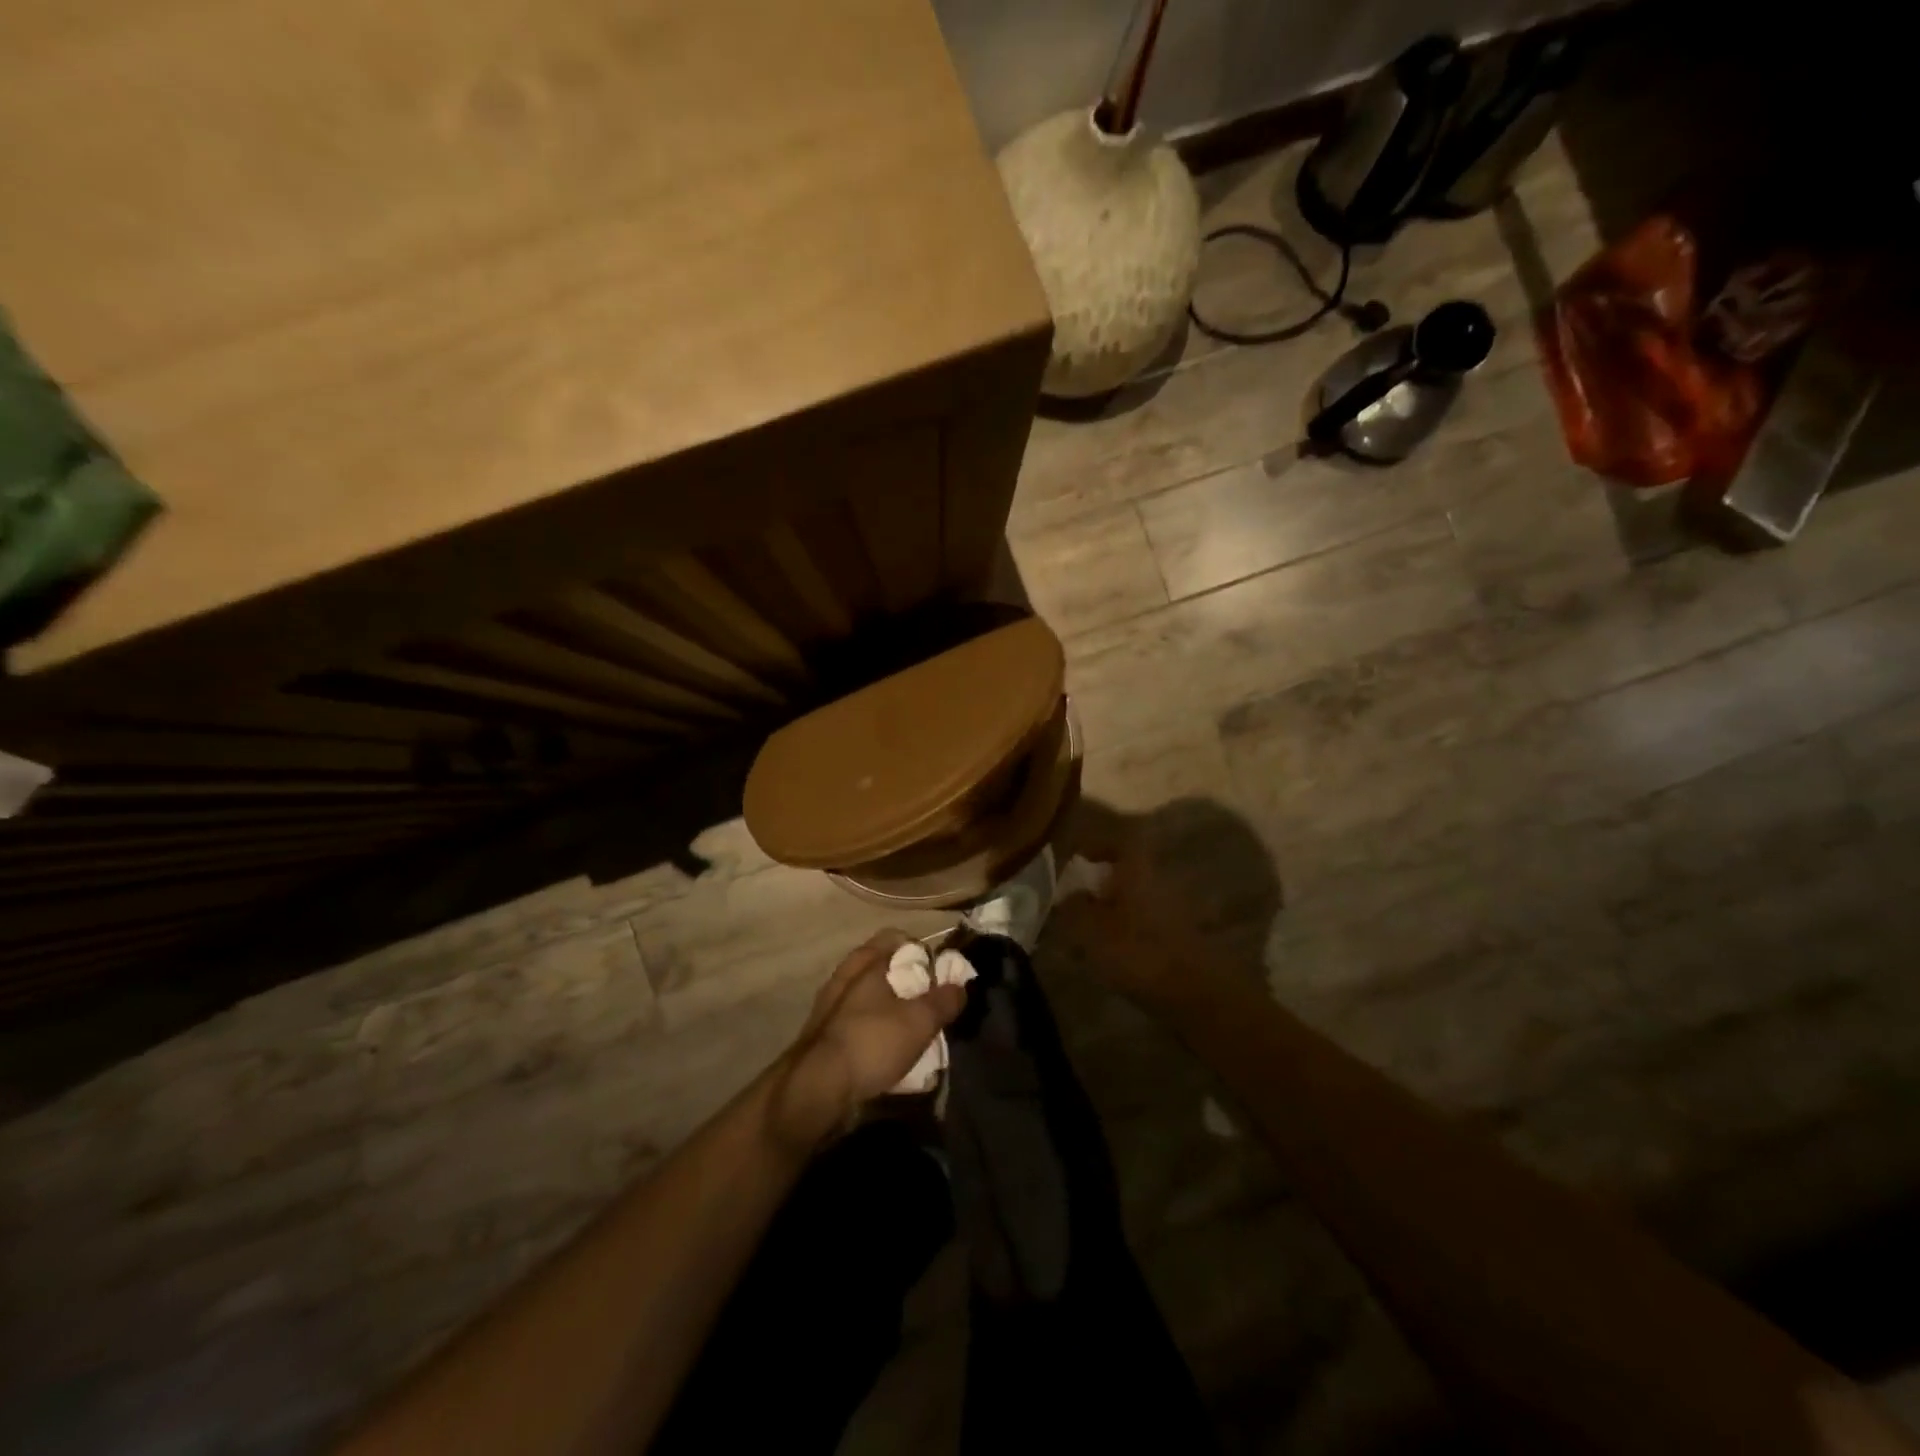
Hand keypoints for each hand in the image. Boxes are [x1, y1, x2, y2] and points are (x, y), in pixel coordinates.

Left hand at [769, 931, 966, 1150]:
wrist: (816, 1089)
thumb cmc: (871, 1042)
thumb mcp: (919, 1021)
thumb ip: (943, 1000)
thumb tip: (959, 986)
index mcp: (865, 961)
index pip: (896, 937)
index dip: (921, 950)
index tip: (938, 973)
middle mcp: (845, 976)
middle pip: (882, 966)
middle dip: (907, 981)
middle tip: (929, 1001)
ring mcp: (830, 1005)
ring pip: (869, 995)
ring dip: (890, 1006)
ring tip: (912, 1028)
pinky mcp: (824, 1034)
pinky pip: (857, 1020)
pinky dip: (874, 1028)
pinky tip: (887, 1049)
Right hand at [1050, 809, 1223, 1007]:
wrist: (1195, 994)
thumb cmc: (1138, 952)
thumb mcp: (1091, 930)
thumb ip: (1073, 908)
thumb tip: (1065, 894)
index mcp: (1137, 870)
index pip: (1120, 840)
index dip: (1097, 842)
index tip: (1076, 853)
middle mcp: (1159, 881)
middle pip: (1128, 870)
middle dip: (1100, 880)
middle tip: (1074, 895)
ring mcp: (1173, 910)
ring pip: (1135, 898)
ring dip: (1112, 907)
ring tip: (1086, 928)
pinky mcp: (1178, 938)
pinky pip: (1144, 922)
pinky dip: (1126, 929)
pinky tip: (1109, 951)